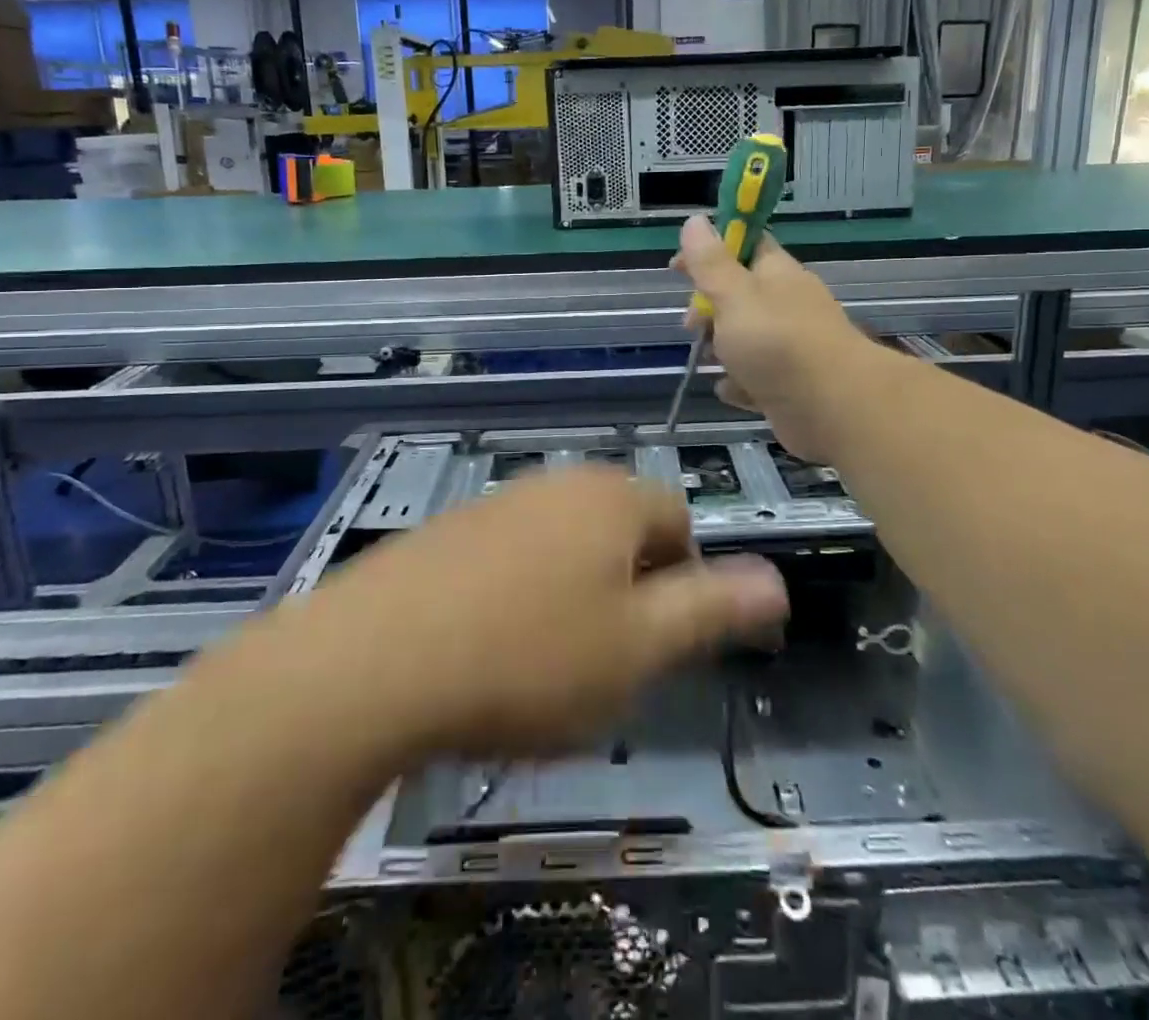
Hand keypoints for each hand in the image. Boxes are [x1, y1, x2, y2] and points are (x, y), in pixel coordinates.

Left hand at [317, 468, 789, 757]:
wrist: (371, 662)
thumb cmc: (528, 657)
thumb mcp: (639, 648)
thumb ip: (712, 609)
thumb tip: (777, 582)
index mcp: (612, 498)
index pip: (681, 521)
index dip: (687, 582)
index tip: (662, 644)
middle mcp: (558, 483)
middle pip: (622, 530)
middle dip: (630, 590)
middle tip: (607, 661)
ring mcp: (497, 503)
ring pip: (565, 546)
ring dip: (574, 596)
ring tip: (547, 665)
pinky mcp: (448, 532)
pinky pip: (511, 557)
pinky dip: (518, 597)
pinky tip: (489, 650)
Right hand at [673, 216, 884, 462]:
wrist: (834, 407)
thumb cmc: (777, 343)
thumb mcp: (734, 295)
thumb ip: (711, 263)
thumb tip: (695, 220)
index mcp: (776, 273)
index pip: (744, 245)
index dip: (709, 250)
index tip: (677, 267)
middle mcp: (786, 305)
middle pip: (739, 296)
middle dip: (709, 309)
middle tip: (693, 325)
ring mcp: (791, 346)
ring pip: (745, 339)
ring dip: (722, 350)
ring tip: (710, 361)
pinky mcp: (790, 384)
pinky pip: (756, 378)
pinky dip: (741, 384)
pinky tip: (732, 390)